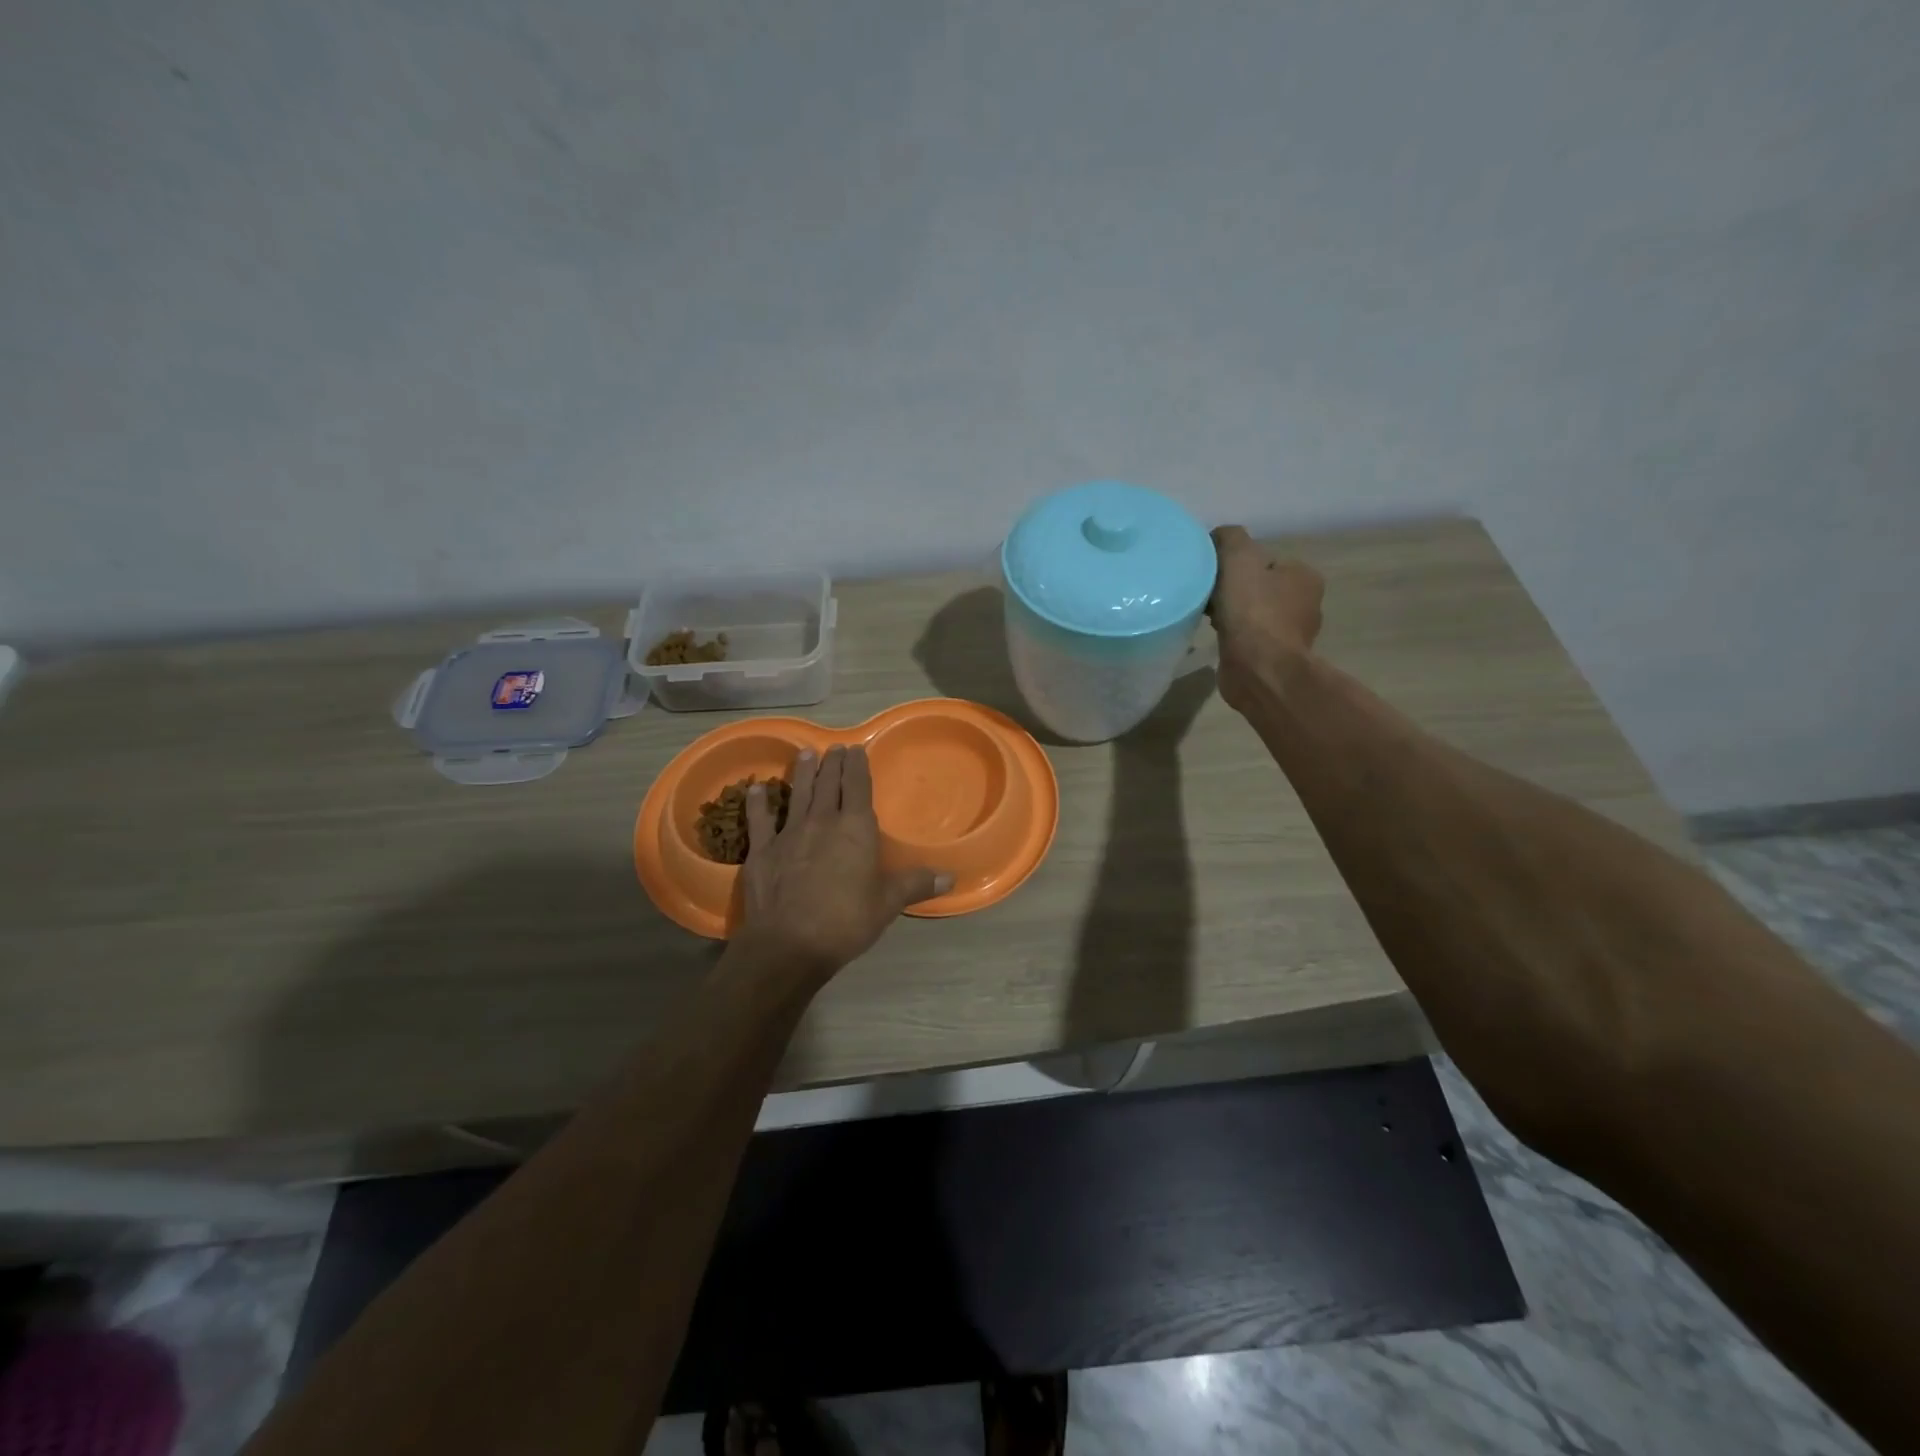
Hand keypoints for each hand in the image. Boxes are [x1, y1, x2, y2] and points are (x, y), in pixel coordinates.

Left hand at [735, 745, 948, 985]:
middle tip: (834, 748)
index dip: (857, 766)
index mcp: (856, 829)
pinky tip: (755, 789)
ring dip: (802, 773)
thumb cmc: (846, 921)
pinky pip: (760, 821)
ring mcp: (789, 834)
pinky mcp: (762, 851)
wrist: (789, 943)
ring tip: (805, 753)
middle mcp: (822, 821)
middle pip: (828, 784)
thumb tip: (951, 878)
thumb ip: (916, 884)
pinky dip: (758, 804)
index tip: (855, 748)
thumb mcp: (888, 903)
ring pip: (797, 794)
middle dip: (832, 764)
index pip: (858, 786)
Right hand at [1207, 525, 1324, 714]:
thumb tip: (1218, 536)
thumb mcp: (1238, 560)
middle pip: (1257, 585)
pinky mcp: (1273, 657)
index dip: (1234, 563)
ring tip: (1206, 616)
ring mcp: (1290, 633)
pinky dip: (1232, 634)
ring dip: (1230, 613)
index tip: (1212, 573)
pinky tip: (1216, 637)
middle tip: (1206, 594)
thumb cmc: (1253, 612)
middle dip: (1231, 589)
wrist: (1259, 670)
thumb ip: (1229, 539)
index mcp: (1303, 576)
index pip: (1264, 559)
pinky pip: (1247, 637)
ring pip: (1251, 612)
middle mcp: (1303, 603)